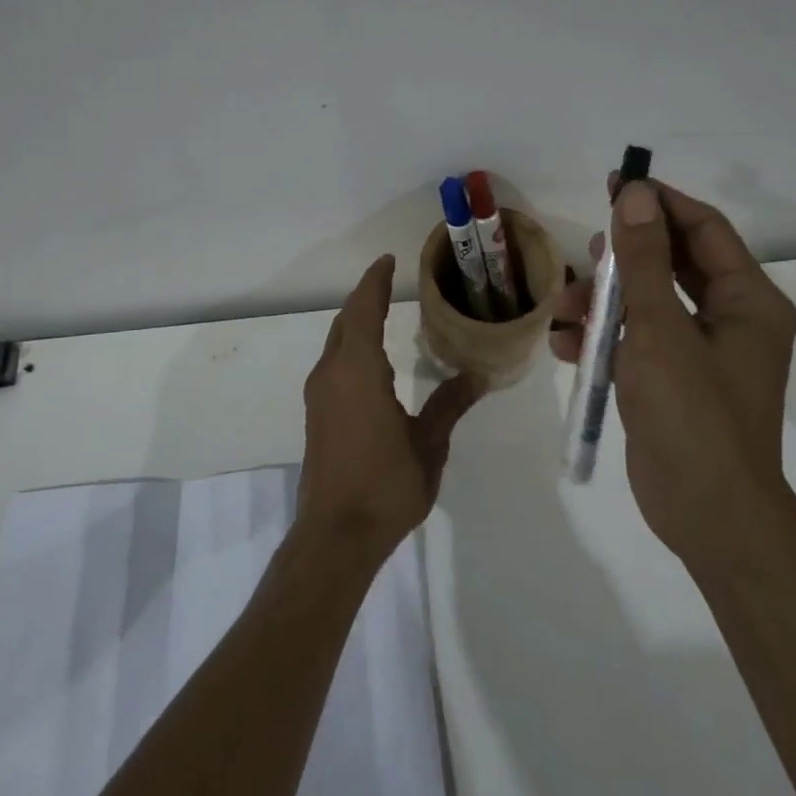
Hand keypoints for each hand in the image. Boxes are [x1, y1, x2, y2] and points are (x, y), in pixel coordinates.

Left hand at [299, 254, 483, 567]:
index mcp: (358, 371)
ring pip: (336, 343)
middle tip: (390, 282)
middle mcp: (332, 374)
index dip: (374, 282)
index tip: (388, 260)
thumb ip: (450, 404)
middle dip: (365, 298)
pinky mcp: (317, 414)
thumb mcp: (428, 444)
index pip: (363, 311)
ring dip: (356, 323)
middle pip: (345, 322)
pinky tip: (371, 360)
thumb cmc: (386, 485)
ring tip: (384, 313)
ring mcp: (319, 395)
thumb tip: (478, 376)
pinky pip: (333, 364)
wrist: (336, 535)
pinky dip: (351, 347)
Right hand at [552, 178, 795, 557]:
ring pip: (646, 304)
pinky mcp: (672, 382)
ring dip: (602, 302)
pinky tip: (566, 346)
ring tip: (561, 311)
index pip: (703, 229)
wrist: (707, 514)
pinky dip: (603, 339)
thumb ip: (643, 260)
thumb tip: (635, 193)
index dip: (659, 202)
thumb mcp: (660, 329)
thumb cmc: (693, 414)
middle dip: (622, 258)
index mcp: (747, 300)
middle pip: (671, 265)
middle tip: (584, 247)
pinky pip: (636, 342)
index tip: (615, 182)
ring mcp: (700, 353)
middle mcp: (730, 319)